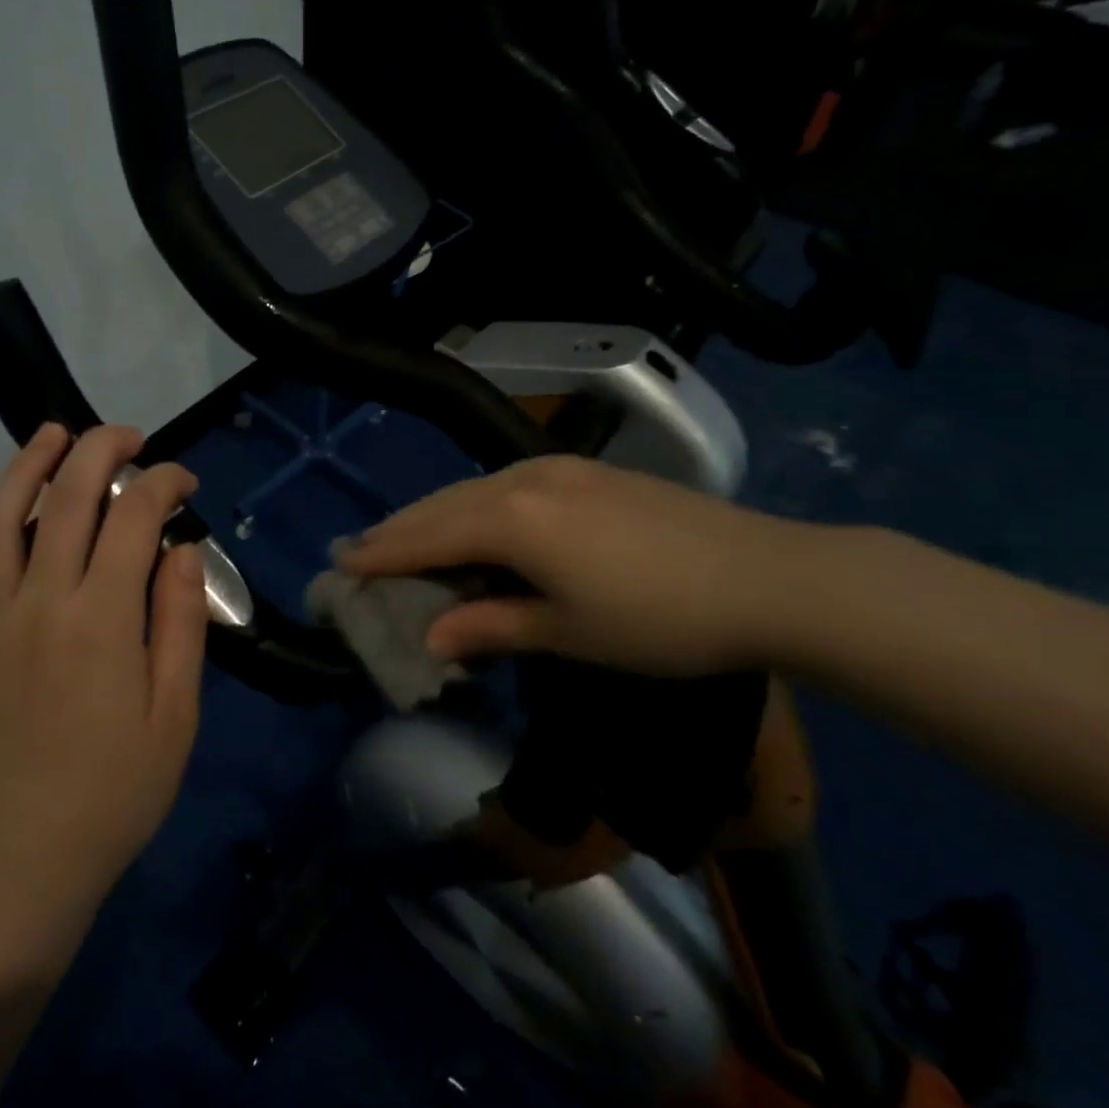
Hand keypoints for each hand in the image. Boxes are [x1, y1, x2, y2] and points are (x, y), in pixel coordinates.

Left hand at [0, 423, 208, 942]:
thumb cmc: (114, 794)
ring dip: (27, 465)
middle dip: (100, 450)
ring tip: (52, 435)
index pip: (132, 517)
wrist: (14, 865)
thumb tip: (181, 549)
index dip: (161, 482)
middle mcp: (37, 603)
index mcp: (100, 620)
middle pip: (64, 497)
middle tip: (128, 436)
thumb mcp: (175, 715)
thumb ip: (180, 622)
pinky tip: (2, 507)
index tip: (183, 480)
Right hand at [337, 454, 808, 675]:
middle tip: (363, 548)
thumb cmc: (659, 619)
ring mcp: (559, 469)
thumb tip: (433, 638)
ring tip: (408, 536)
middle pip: (445, 504)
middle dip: (401, 528)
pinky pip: (509, 483)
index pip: (429, 536)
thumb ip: (493, 625)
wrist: (767, 577)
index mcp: (513, 520)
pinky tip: (478, 522)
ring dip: (437, 514)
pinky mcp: (587, 472)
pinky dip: (476, 505)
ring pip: (476, 488)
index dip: (383, 551)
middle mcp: (525, 480)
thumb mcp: (568, 632)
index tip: (342, 562)